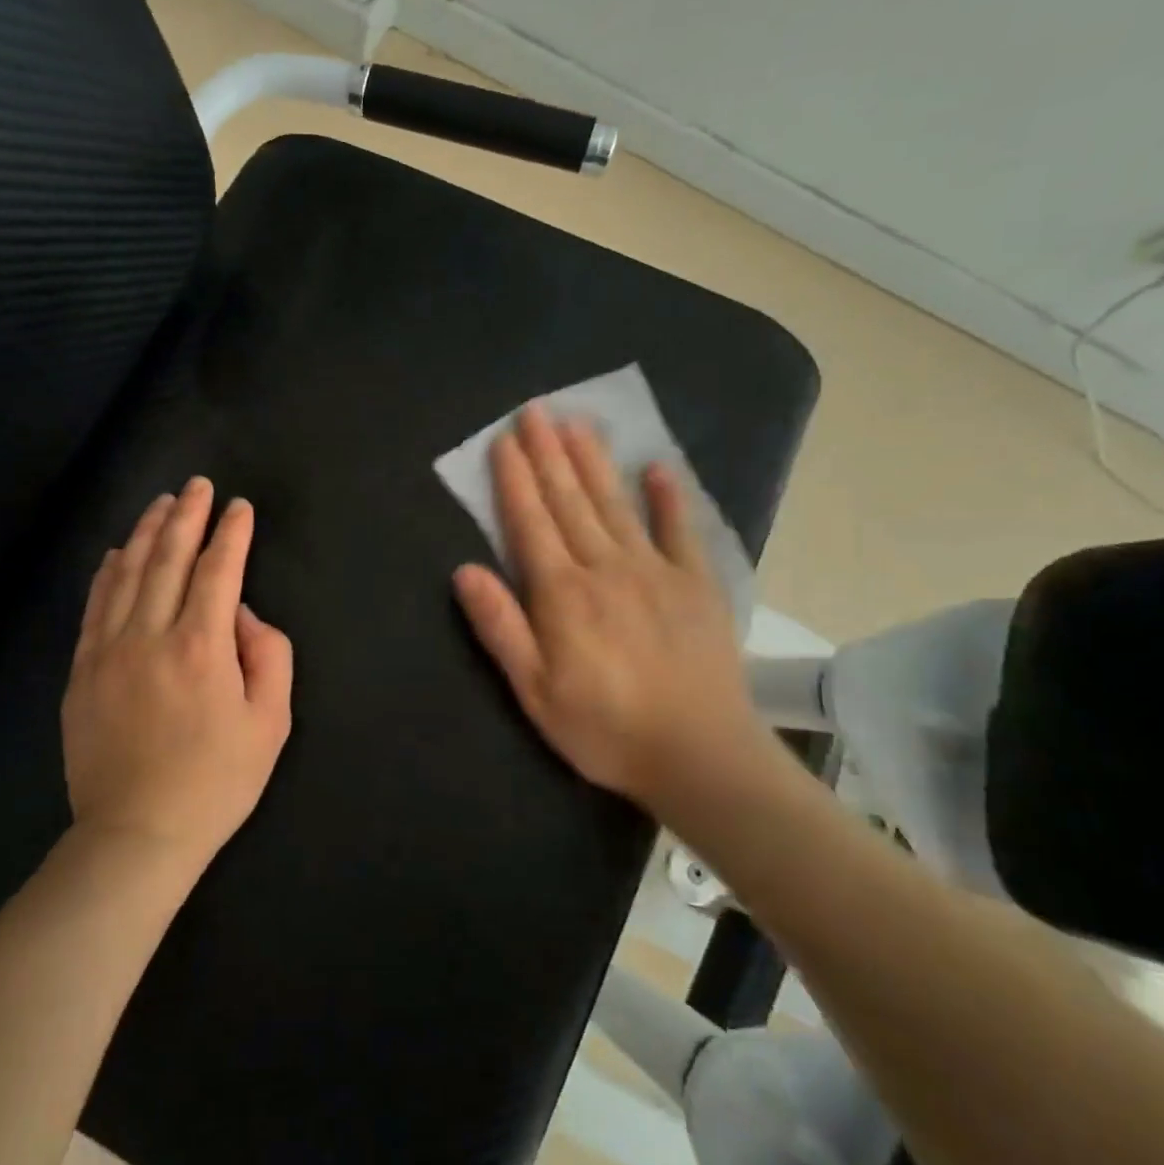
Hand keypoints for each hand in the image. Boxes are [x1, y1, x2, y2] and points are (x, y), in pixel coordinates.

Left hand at [61, 478, 293, 873]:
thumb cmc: (216, 781)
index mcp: (201, 647)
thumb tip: (245, 616)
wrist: (137, 833)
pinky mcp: (82, 671)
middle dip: (186, 516)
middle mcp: (150, 636)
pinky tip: (115, 553)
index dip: (231, 534)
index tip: (239, 506)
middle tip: (197, 485)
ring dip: (145, 533)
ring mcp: (108, 651)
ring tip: (161, 504)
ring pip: (125, 574)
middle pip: (167, 559)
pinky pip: (94, 607)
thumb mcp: (271, 723)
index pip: (218, 571)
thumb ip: (270, 656)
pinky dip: (107, 573)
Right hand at [451, 405, 768, 812]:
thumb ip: (500, 627)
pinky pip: (680, 530)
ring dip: (594, 461)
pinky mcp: (696, 584)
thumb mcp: (535, 691)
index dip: (515, 480)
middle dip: (549, 453)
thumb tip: (464, 570)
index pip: (531, 522)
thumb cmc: (604, 728)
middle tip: (535, 410)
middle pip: (570, 500)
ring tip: (578, 423)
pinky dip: (669, 497)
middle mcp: (605, 567)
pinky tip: (658, 468)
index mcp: (561, 593)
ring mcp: (655, 570)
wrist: (699, 754)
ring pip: (615, 504)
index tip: (504, 440)